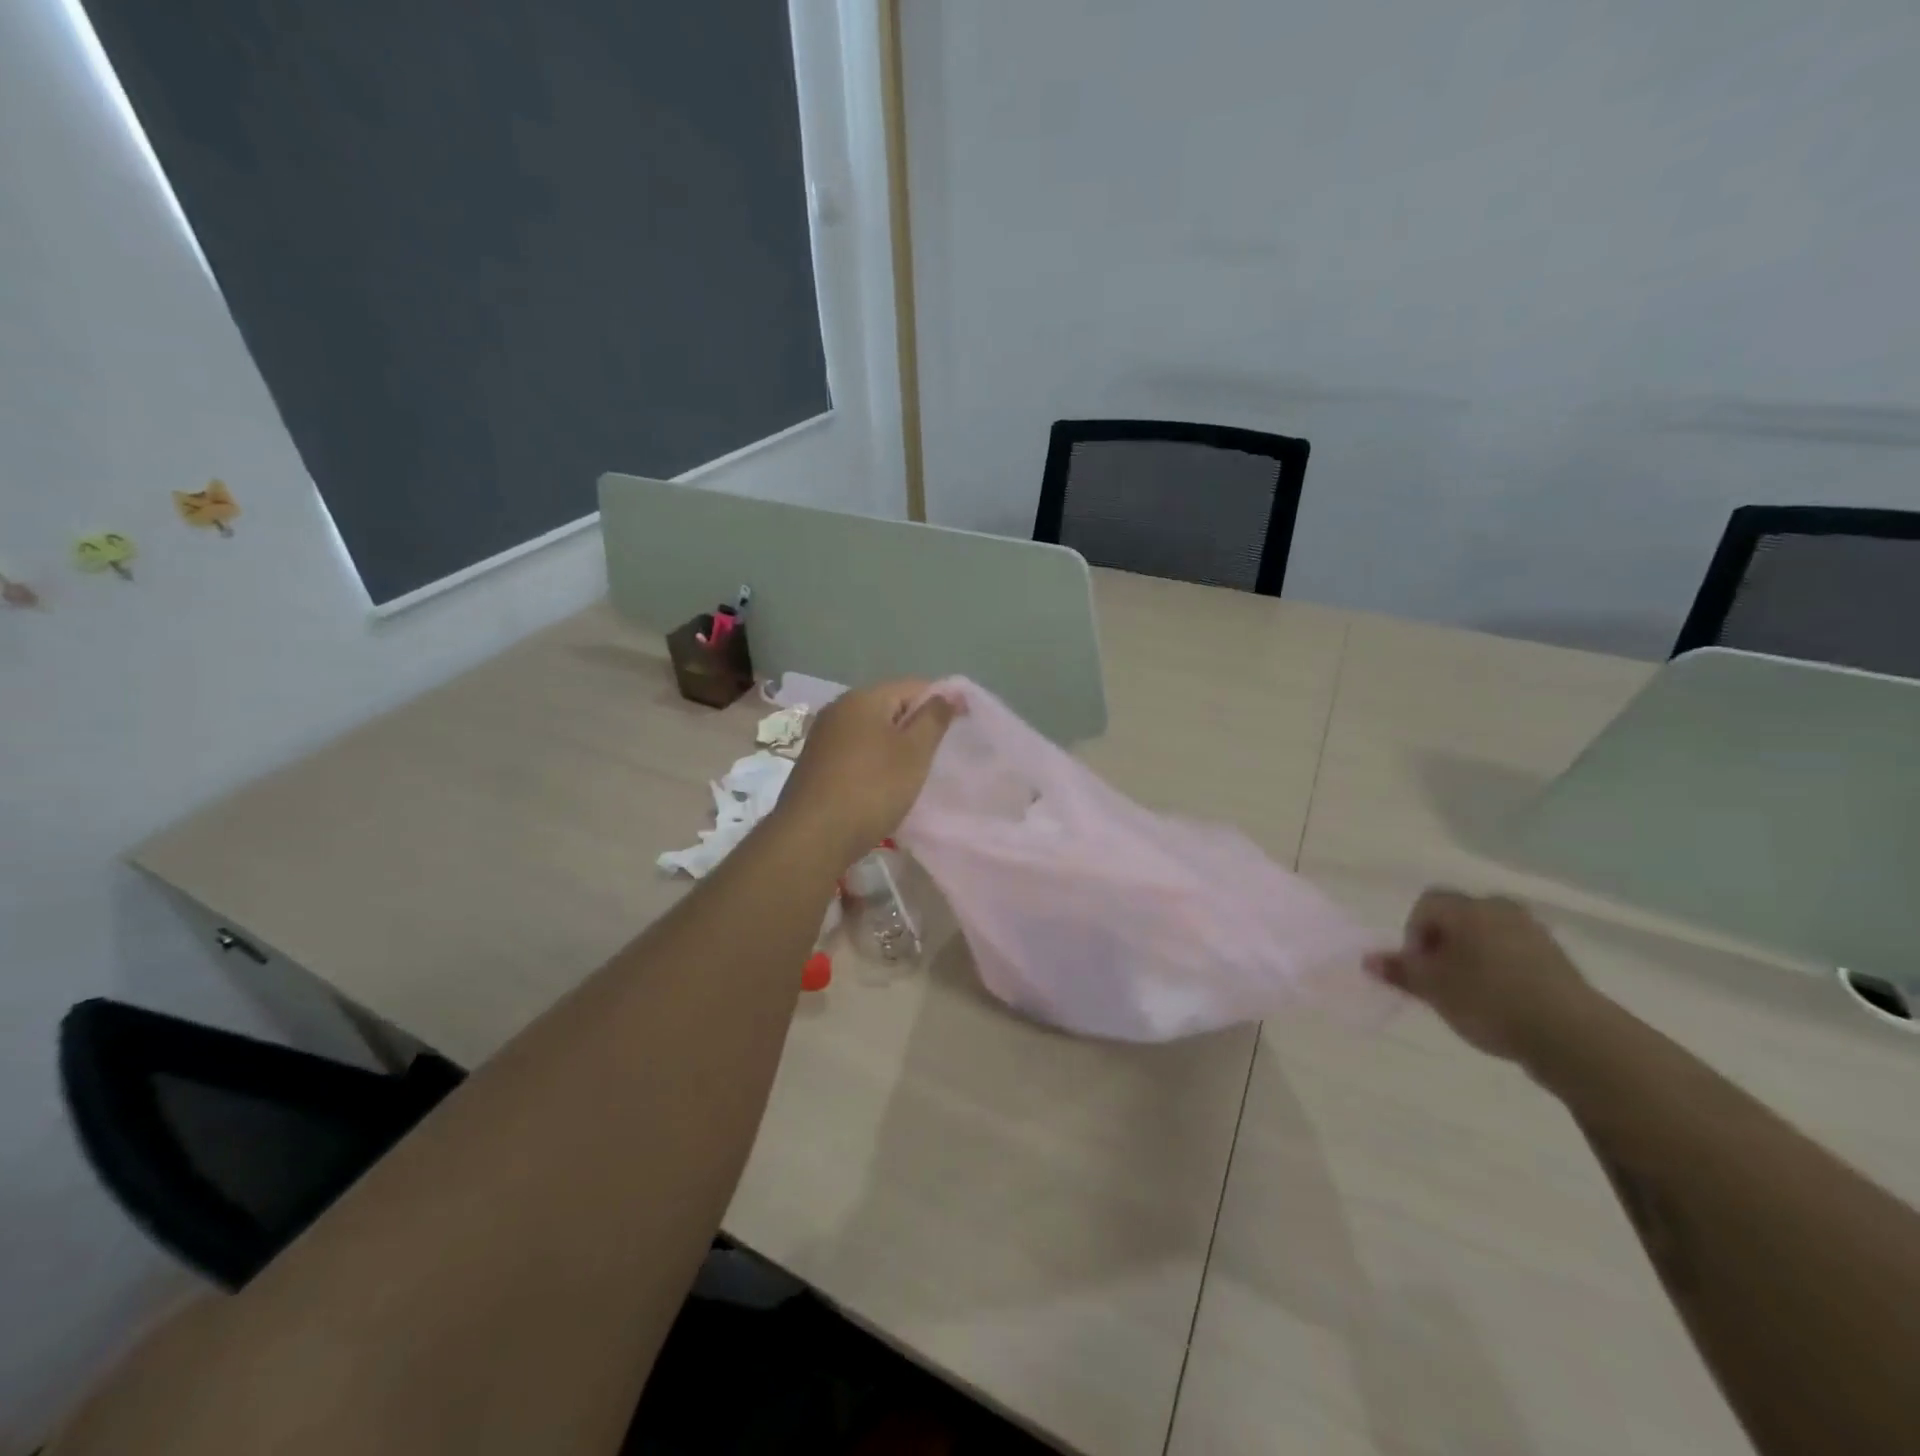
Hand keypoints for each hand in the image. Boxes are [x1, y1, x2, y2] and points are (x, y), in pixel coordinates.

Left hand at [773, 680, 956, 870]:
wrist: (812, 837)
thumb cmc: (872, 789)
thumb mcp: (914, 753)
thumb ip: (934, 718)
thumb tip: (950, 692)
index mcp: (863, 698)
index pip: (913, 686)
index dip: (939, 704)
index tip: (956, 731)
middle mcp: (838, 708)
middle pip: (889, 706)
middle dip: (914, 727)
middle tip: (934, 758)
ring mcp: (822, 736)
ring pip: (871, 731)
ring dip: (893, 747)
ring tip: (910, 775)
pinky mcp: (814, 763)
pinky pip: (854, 751)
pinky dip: (872, 763)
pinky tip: (880, 787)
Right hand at [1365, 890, 1601, 1067]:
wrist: (1573, 1036)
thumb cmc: (1489, 1001)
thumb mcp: (1433, 989)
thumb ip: (1400, 970)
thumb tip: (1368, 959)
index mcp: (1467, 908)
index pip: (1426, 905)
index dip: (1414, 934)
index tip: (1419, 968)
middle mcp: (1500, 909)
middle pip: (1459, 917)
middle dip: (1444, 943)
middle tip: (1440, 979)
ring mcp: (1534, 932)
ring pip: (1488, 935)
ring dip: (1474, 956)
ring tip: (1471, 993)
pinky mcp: (1559, 959)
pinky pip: (1516, 953)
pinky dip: (1502, 969)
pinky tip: (1502, 1001)